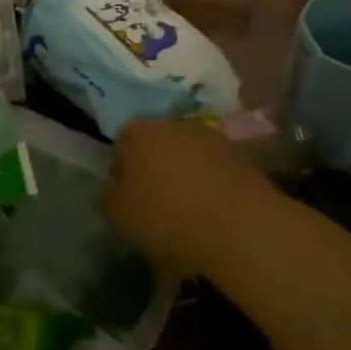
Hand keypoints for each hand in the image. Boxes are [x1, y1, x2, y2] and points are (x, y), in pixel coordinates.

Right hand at [102, 118, 279, 276]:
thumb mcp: (119, 215)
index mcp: (140, 132)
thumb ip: (109, 197)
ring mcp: (211, 137)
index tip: (124, 196)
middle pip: (156, 143)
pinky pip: (213, 169)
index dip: (120, 167)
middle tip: (153, 202)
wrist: (240, 225)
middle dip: (153, 167)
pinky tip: (210, 212)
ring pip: (187, 154)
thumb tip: (114, 189)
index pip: (121, 140)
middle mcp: (174, 124)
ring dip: (184, 174)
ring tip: (185, 210)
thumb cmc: (167, 216)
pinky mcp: (241, 156)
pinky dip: (209, 184)